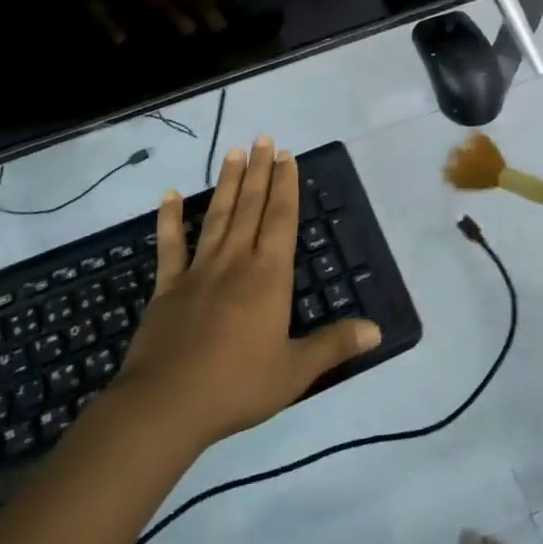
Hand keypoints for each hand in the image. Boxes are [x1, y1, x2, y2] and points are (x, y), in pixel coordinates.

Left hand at [113, 136, 381, 448]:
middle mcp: (235, 262)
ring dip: (227, 183)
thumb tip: (376, 329)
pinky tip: (169, 195)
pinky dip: (169, 219)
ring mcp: (198, 271)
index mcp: (268, 276)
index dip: (285, 186)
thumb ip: (334, 345)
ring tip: (233, 151)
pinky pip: (170, 246)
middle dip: (259, 171)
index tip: (286, 156)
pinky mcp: (168, 287)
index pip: (280, 219)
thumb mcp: (294, 371)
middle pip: (250, 207)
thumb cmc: (237, 386)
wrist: (166, 405)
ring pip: (217, 216)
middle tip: (263, 138)